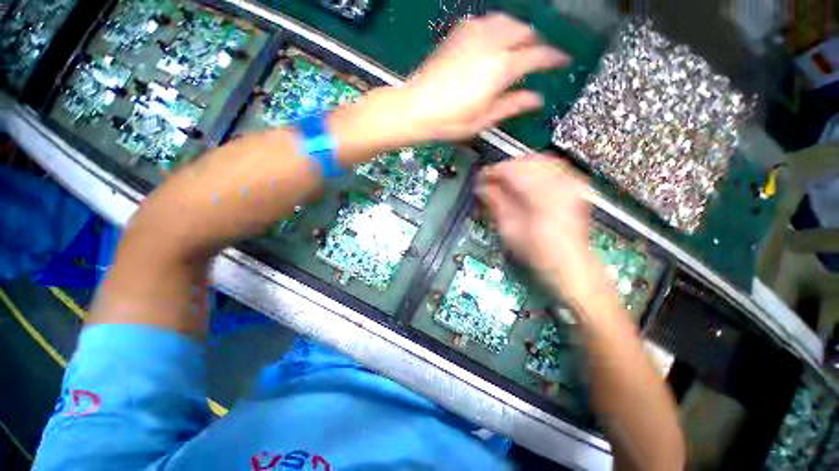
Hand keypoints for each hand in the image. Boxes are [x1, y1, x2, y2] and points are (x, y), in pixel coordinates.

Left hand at [401, 13, 568, 140]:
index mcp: (501, 68)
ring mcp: (473, 35)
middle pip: (525, 32)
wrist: (416, 108)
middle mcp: (491, 44)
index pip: (538, 56)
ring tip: (519, 47)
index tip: (561, 62)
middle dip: (536, 43)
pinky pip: (486, 21)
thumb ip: (512, 105)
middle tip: (538, 57)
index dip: (554, 58)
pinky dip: (498, 28)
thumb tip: (536, 99)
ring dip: (519, 31)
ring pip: (507, 21)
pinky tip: (494, 41)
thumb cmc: (450, 121)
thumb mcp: (484, 119)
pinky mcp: (458, 33)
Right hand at [476, 155, 605, 303]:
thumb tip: (482, 187)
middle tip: (492, 181)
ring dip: (520, 168)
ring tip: (507, 181)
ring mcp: (571, 184)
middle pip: (526, 161)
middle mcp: (559, 184)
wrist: (570, 265)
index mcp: (541, 195)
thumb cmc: (537, 253)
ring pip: (540, 160)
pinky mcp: (575, 188)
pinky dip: (536, 170)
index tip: (480, 178)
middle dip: (505, 169)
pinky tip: (527, 180)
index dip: (492, 172)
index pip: (511, 170)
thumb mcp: (509, 230)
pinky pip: (554, 167)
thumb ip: (495, 203)